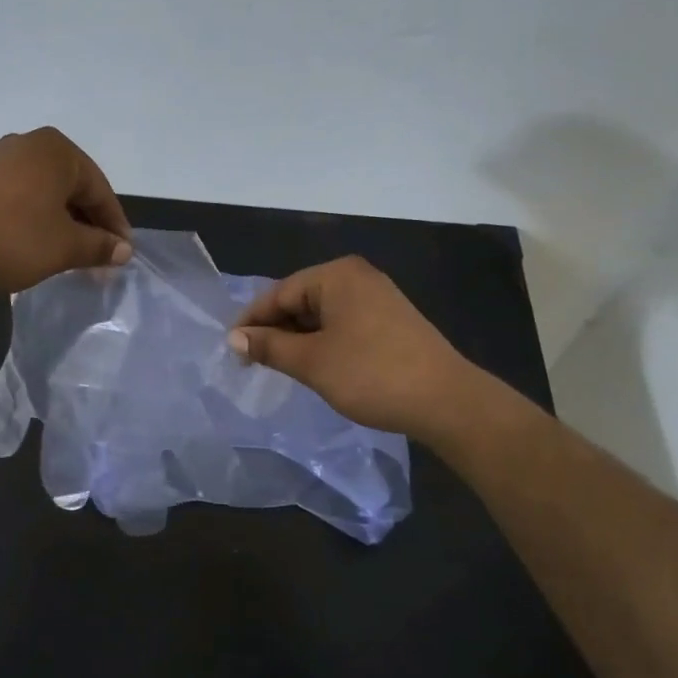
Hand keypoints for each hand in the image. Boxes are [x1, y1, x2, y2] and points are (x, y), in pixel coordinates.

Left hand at [0, 127, 132, 292]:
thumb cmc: (11, 237)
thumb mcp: (64, 247)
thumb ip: (98, 246)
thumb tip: (123, 250)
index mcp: (57, 151)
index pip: (100, 190)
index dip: (114, 226)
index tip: (122, 255)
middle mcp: (28, 144)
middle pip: (71, 189)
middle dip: (87, 225)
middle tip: (97, 259)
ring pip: (43, 194)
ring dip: (59, 224)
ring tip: (66, 256)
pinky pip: (17, 197)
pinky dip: (32, 220)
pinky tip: (31, 245)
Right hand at [228, 256, 473, 435]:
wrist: (447, 401)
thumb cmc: (371, 374)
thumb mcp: (311, 361)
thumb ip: (269, 346)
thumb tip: (233, 337)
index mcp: (336, 276)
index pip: (279, 293)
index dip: (252, 321)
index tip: (231, 349)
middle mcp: (357, 278)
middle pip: (300, 300)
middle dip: (275, 330)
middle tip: (251, 362)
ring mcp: (377, 298)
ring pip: (321, 315)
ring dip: (297, 339)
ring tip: (278, 367)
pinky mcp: (390, 322)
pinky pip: (342, 325)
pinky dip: (322, 343)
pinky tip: (313, 366)